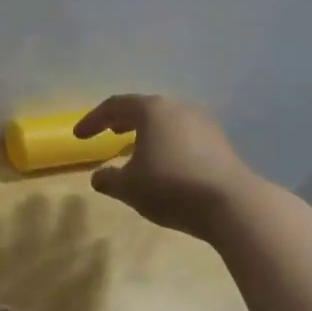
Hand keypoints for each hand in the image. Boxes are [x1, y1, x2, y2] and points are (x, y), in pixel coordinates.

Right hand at [75, 94, 254, 239]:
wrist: (233, 204)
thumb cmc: (171, 187)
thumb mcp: (128, 187)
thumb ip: (108, 179)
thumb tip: (99, 176)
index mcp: (152, 110)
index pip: (115, 105)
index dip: (93, 120)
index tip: (79, 136)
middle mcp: (178, 108)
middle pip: (143, 109)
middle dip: (121, 121)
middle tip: (107, 132)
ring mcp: (203, 123)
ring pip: (166, 122)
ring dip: (145, 133)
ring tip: (134, 149)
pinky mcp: (220, 143)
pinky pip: (183, 135)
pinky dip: (166, 143)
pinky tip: (163, 164)